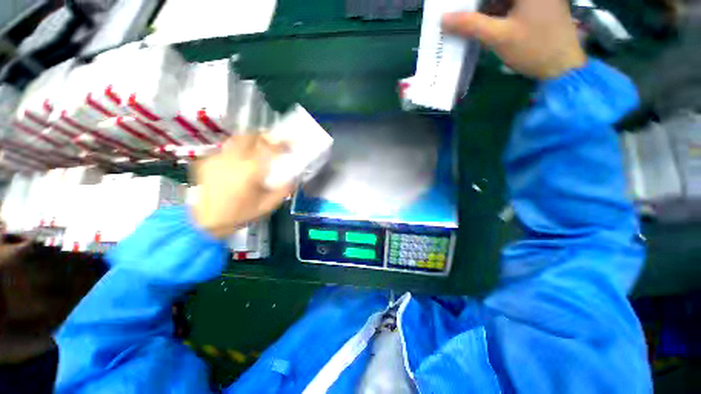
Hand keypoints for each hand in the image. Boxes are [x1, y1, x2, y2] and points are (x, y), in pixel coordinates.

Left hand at [190, 135, 292, 238]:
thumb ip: (283, 191)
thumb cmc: (238, 215)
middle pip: (251, 136)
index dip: (283, 143)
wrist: (203, 222)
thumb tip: (294, 179)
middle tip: (273, 142)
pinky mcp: (206, 160)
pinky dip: (236, 150)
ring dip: (251, 140)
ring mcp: (217, 158)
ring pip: (237, 139)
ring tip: (257, 147)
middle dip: (265, 137)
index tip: (291, 143)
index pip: (270, 148)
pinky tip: (238, 161)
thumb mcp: (267, 206)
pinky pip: (226, 149)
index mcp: (250, 170)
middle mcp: (233, 159)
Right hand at [442, 0, 586, 79]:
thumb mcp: (499, 36)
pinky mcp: (539, 4)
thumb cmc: (533, 48)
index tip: (455, 10)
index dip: (470, 2)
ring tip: (468, 22)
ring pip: (502, 0)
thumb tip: (444, 19)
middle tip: (459, 16)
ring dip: (485, 8)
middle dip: (477, 5)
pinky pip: (511, 4)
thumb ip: (471, 25)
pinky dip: (497, 11)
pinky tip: (485, 24)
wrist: (562, 65)